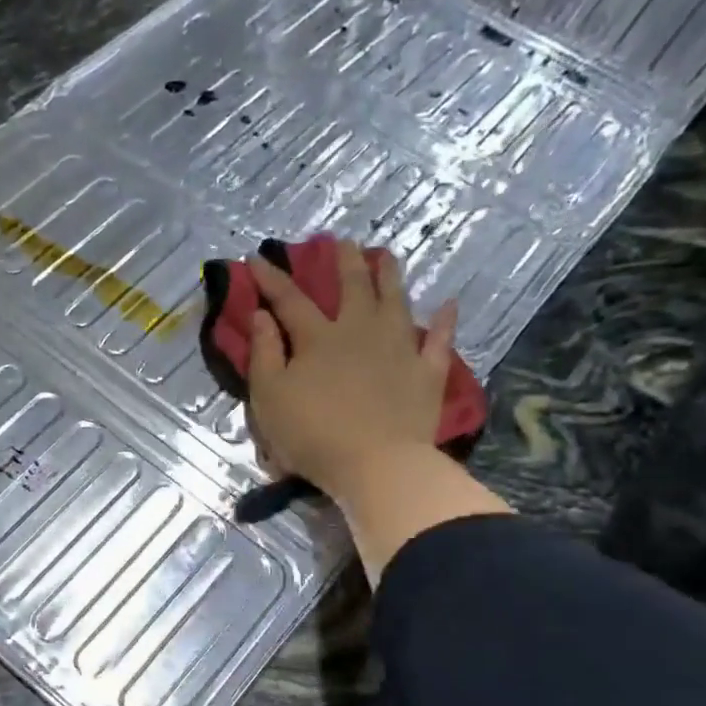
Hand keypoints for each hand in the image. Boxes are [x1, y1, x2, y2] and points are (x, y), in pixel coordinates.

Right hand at [246, 240, 509, 581]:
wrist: (376, 464)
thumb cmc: (312, 434)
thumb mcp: (270, 397)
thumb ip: (264, 353)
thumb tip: (261, 315)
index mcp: (317, 338)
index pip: (289, 300)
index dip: (272, 278)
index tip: (257, 257)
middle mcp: (360, 331)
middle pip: (352, 287)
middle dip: (343, 262)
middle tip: (341, 241)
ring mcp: (399, 348)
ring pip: (395, 300)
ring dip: (390, 275)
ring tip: (386, 255)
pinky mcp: (427, 372)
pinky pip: (438, 339)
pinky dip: (443, 321)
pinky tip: (448, 304)